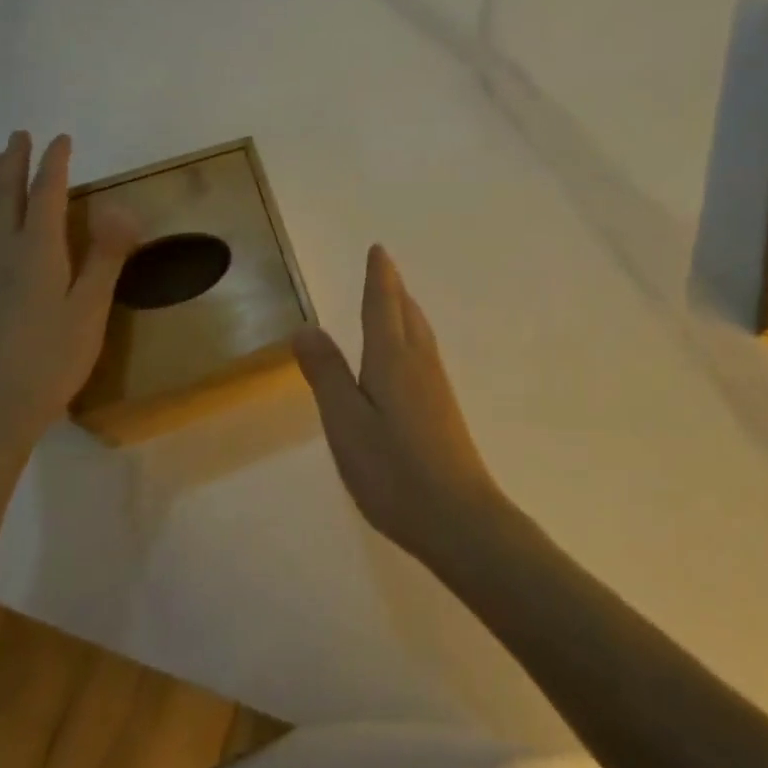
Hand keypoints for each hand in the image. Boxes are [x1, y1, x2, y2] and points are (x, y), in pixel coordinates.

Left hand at [0, 132, 136, 475]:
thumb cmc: (50, 358)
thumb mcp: (90, 309)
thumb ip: (105, 257)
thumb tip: (122, 207)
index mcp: (35, 251)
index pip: (45, 195)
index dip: (54, 165)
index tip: (61, 140)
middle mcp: (2, 252)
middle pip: (4, 195)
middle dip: (12, 163)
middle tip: (19, 136)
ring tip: (0, 163)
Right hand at [292, 245, 501, 561]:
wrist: (459, 518)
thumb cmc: (394, 470)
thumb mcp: (345, 423)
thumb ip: (326, 373)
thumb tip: (307, 327)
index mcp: (392, 358)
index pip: (383, 305)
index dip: (380, 276)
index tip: (379, 250)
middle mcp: (419, 363)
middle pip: (407, 314)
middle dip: (394, 289)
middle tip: (384, 269)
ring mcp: (436, 387)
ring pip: (420, 334)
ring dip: (406, 311)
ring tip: (397, 304)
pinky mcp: (444, 410)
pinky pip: (425, 355)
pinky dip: (413, 337)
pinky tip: (409, 359)